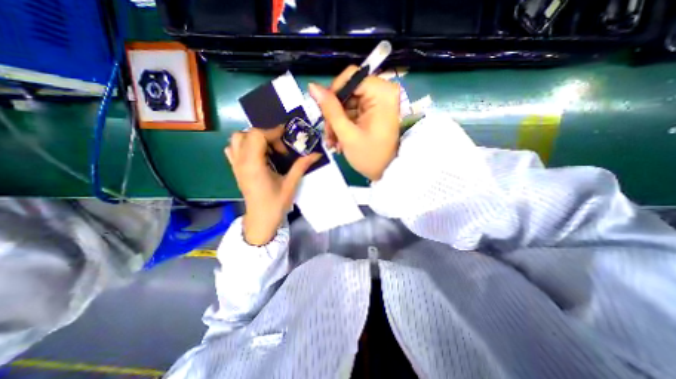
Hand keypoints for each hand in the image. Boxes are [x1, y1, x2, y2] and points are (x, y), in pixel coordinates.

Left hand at [227, 129, 319, 243]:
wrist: (260, 220)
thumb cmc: (275, 204)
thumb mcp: (290, 184)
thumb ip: (301, 166)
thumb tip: (316, 154)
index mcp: (254, 165)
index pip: (257, 136)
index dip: (272, 132)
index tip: (286, 137)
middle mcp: (241, 162)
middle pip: (246, 134)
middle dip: (265, 135)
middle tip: (279, 147)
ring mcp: (236, 165)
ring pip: (237, 139)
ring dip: (254, 139)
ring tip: (269, 150)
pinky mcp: (236, 169)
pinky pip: (233, 149)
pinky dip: (244, 145)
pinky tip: (257, 155)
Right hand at [308, 67, 397, 179]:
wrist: (386, 172)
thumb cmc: (369, 156)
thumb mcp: (347, 134)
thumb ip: (330, 109)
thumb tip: (312, 86)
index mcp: (382, 93)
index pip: (350, 77)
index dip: (333, 93)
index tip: (325, 114)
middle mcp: (382, 92)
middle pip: (348, 91)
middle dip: (334, 114)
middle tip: (329, 135)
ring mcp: (379, 102)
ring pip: (347, 103)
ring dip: (337, 122)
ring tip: (334, 142)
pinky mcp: (375, 111)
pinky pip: (353, 111)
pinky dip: (344, 125)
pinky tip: (340, 140)